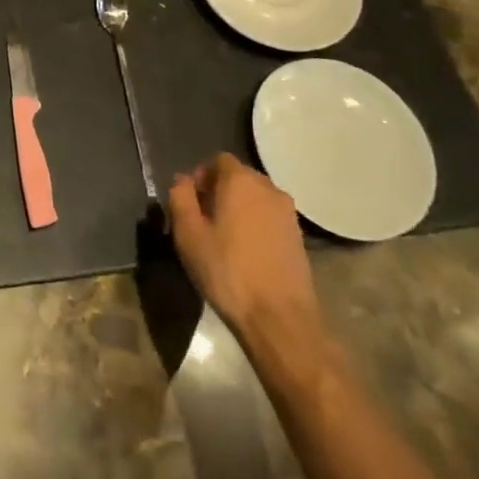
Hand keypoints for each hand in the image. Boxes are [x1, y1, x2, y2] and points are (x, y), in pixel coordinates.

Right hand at [169, 154, 325, 355]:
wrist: (280, 318)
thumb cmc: (227, 271)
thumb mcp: (188, 234)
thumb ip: (180, 197)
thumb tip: (182, 180)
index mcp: (240, 181)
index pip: (218, 160)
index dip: (201, 176)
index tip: (191, 202)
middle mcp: (268, 188)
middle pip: (239, 177)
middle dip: (219, 191)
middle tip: (203, 220)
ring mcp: (288, 213)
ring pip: (256, 199)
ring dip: (239, 209)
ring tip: (224, 239)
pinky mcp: (299, 237)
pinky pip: (270, 218)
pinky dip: (256, 226)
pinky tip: (246, 254)